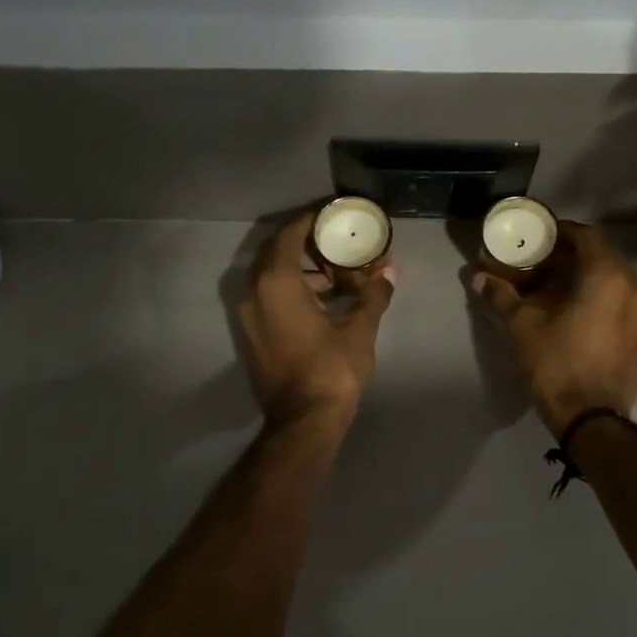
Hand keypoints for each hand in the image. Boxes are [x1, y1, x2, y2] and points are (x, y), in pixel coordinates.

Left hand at [238, 212, 394, 430]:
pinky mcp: (251, 335)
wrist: (303, 421)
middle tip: (337, 245)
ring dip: (301, 270)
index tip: (332, 215)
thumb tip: (389, 272)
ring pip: (271, 277)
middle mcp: (253, 292)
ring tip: (336, 276)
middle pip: (277, 253)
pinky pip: (268, 298)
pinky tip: (322, 302)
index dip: (310, 220)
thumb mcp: (360, 329)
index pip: (289, 234)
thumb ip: (373, 294)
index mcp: (276, 282)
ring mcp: (248, 316)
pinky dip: (291, 291)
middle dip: (307, 245)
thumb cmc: (332, 369)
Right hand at [472, 221, 636, 436]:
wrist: (591, 417)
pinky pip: (621, 301)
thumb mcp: (523, 326)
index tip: (538, 238)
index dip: (560, 232)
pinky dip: (599, 297)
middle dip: (571, 255)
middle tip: (541, 263)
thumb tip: (478, 277)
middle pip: (602, 256)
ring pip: (613, 280)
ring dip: (586, 277)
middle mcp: (634, 286)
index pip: (587, 235)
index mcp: (608, 275)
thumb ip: (502, 296)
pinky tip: (575, 312)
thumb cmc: (556, 363)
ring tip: (555, 288)